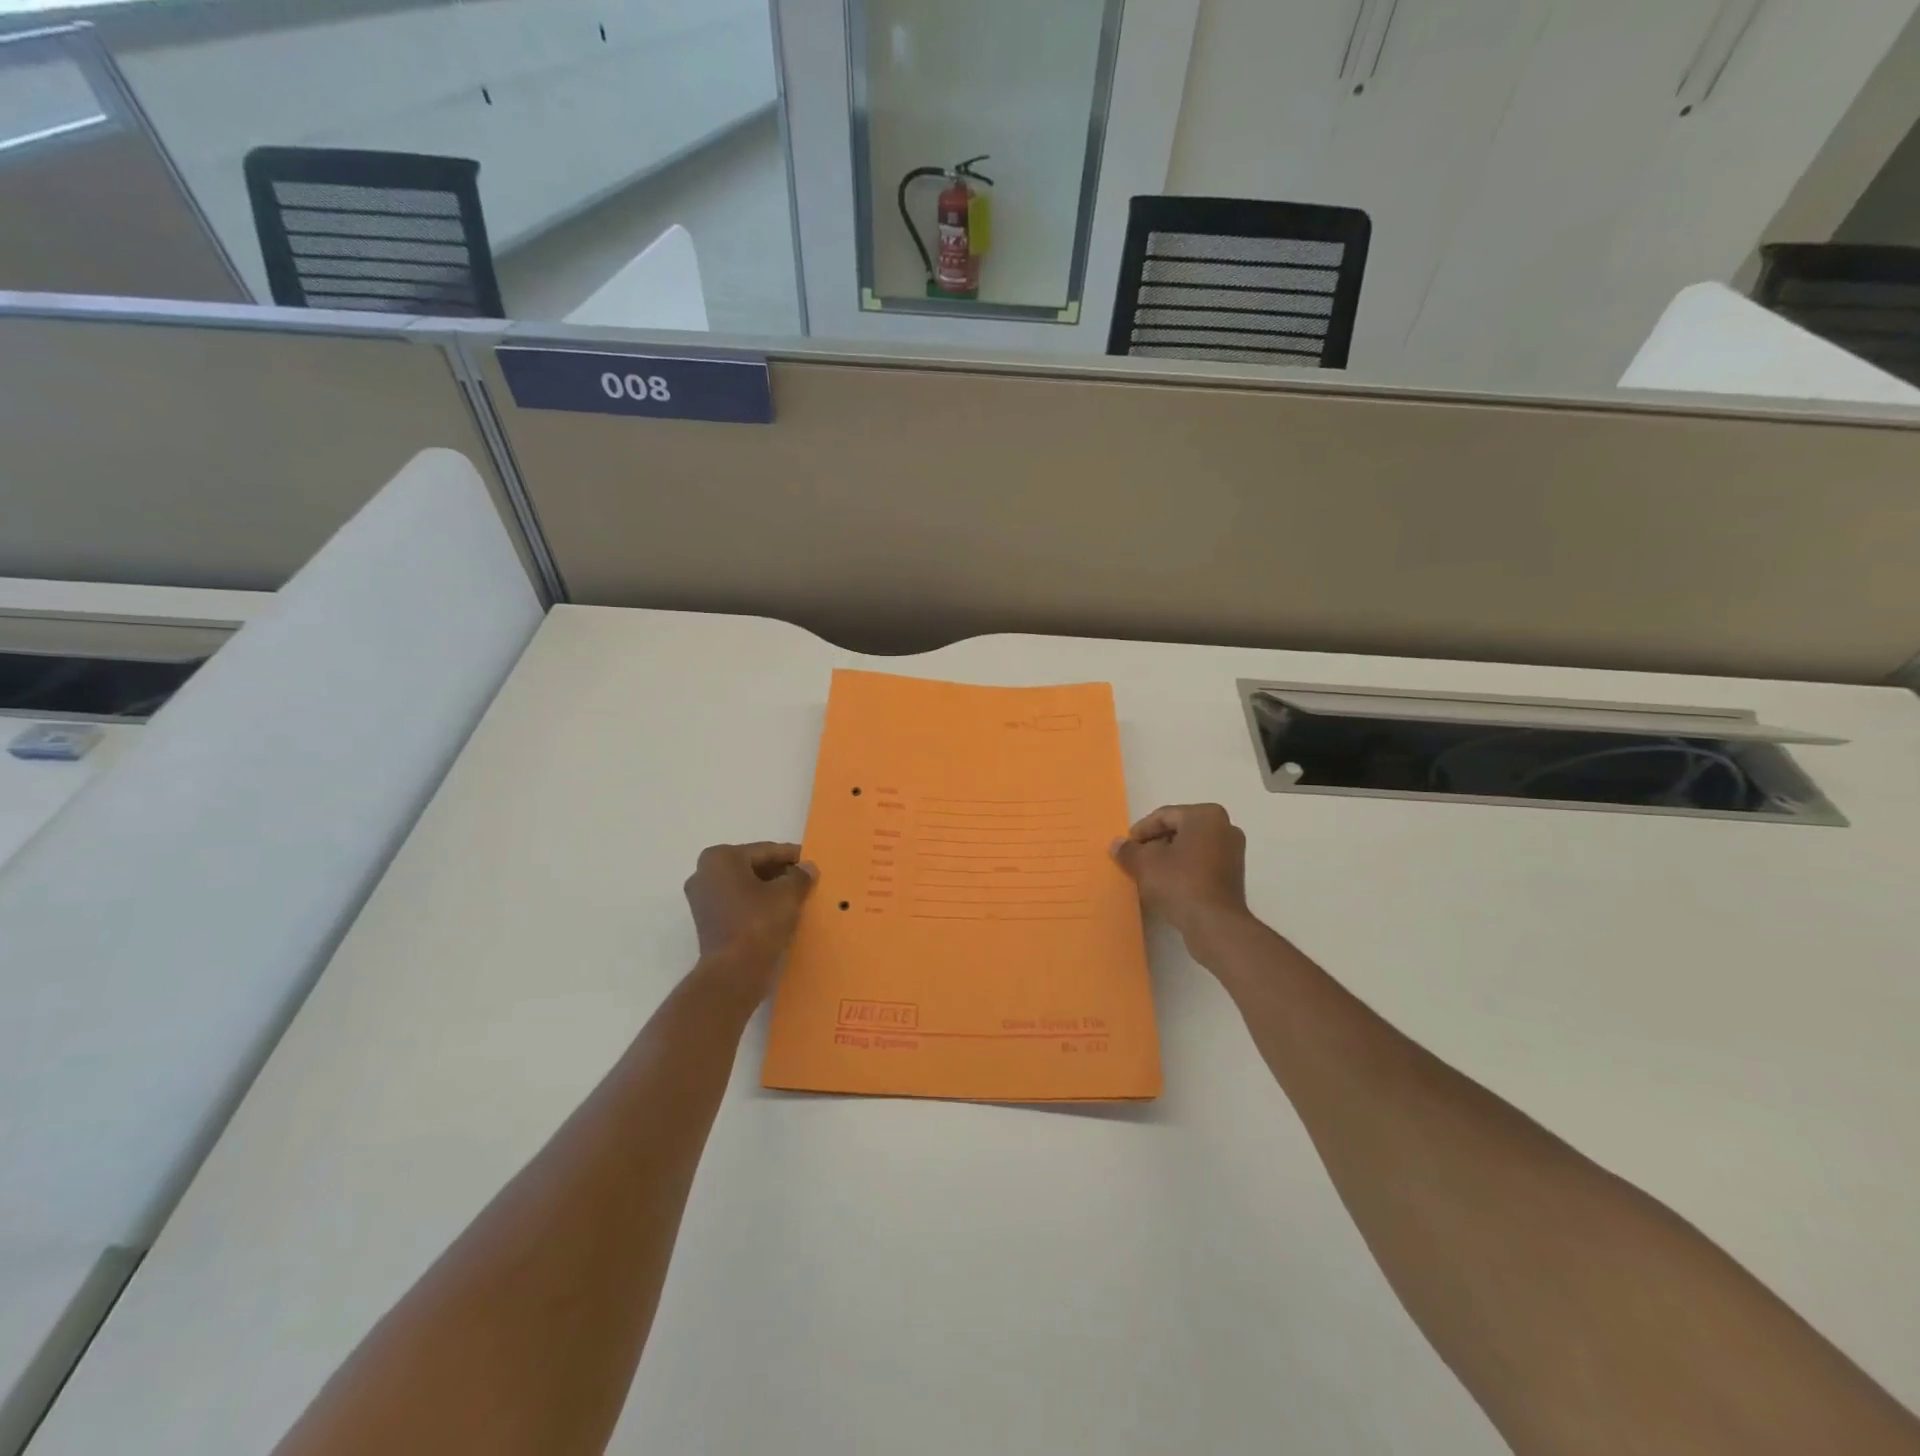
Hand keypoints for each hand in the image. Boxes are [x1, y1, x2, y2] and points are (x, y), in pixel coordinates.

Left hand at [683, 842, 816, 976]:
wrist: (734, 972)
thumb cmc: (759, 923)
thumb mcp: (788, 894)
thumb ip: (799, 876)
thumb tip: (806, 868)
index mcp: (721, 858)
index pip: (765, 851)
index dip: (791, 856)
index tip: (811, 861)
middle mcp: (704, 873)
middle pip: (752, 866)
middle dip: (778, 872)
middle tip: (805, 878)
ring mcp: (702, 898)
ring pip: (744, 885)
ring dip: (768, 888)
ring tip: (796, 895)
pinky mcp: (706, 921)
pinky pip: (737, 903)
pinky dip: (756, 903)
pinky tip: (778, 912)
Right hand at [1111, 804, 1251, 944]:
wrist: (1214, 924)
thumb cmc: (1179, 883)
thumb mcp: (1144, 863)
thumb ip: (1128, 850)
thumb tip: (1117, 844)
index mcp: (1205, 815)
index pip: (1164, 816)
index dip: (1141, 831)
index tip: (1126, 847)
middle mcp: (1225, 827)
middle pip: (1179, 830)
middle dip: (1155, 843)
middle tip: (1136, 859)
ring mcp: (1233, 852)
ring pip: (1191, 847)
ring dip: (1169, 857)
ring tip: (1148, 874)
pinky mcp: (1234, 875)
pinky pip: (1202, 863)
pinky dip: (1184, 869)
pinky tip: (1168, 885)